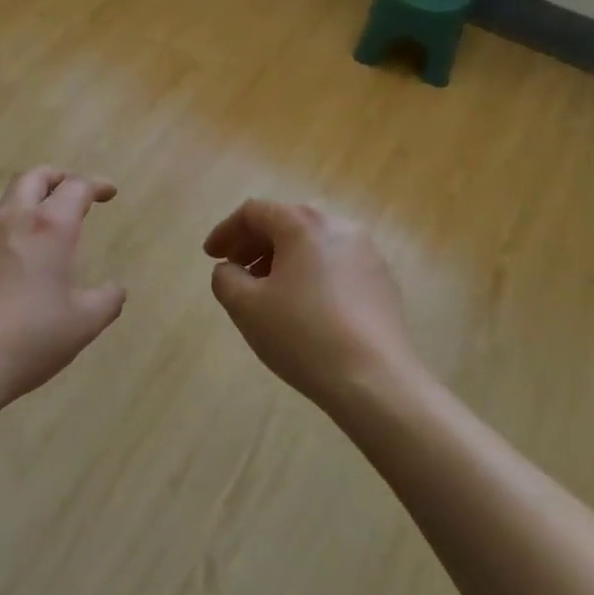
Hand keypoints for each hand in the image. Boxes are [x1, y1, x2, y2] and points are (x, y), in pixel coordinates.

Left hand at [0, 167, 126, 407]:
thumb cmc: (28, 340)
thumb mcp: (83, 325)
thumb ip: (106, 301)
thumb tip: (115, 289)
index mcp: (50, 228)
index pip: (76, 187)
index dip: (96, 185)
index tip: (108, 192)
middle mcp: (12, 217)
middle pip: (34, 176)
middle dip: (57, 177)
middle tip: (70, 190)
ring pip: (1, 195)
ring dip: (23, 196)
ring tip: (33, 215)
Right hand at [204, 200, 417, 410]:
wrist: (375, 382)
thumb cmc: (302, 336)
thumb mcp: (246, 307)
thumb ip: (225, 278)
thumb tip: (231, 270)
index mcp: (303, 225)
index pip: (254, 212)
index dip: (226, 231)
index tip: (211, 257)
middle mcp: (339, 227)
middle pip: (286, 223)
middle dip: (254, 244)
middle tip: (234, 271)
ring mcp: (367, 253)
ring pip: (312, 244)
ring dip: (282, 259)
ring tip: (266, 292)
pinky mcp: (382, 281)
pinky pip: (335, 264)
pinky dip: (310, 274)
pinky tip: (303, 308)